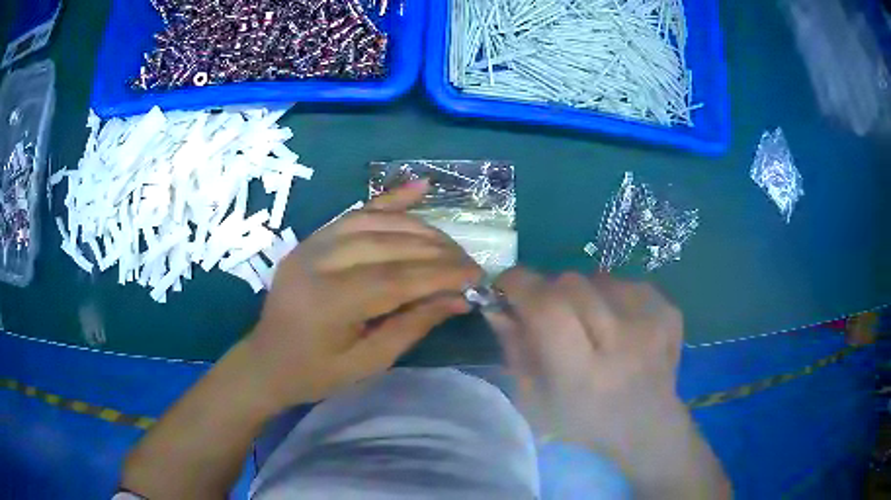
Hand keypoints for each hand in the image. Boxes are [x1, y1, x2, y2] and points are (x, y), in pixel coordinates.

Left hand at [247, 181, 482, 409]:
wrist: (266, 361)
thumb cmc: (315, 373)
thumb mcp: (367, 363)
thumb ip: (412, 326)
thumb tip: (458, 299)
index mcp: (328, 302)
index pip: (395, 280)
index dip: (440, 275)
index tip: (475, 276)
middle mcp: (317, 262)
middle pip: (388, 245)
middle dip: (436, 251)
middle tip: (469, 262)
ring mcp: (312, 244)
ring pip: (375, 223)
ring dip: (419, 228)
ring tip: (450, 244)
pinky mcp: (312, 238)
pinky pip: (355, 213)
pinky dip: (390, 200)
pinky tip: (420, 187)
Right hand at [485, 270, 696, 477]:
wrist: (647, 425)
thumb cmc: (583, 421)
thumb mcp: (534, 399)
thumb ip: (514, 348)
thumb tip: (497, 303)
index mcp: (583, 373)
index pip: (548, 308)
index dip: (520, 285)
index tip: (506, 285)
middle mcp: (622, 343)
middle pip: (571, 284)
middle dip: (549, 291)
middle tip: (550, 313)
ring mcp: (652, 323)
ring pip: (599, 278)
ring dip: (584, 294)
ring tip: (590, 324)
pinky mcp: (669, 311)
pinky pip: (627, 282)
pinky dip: (612, 296)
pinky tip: (618, 324)